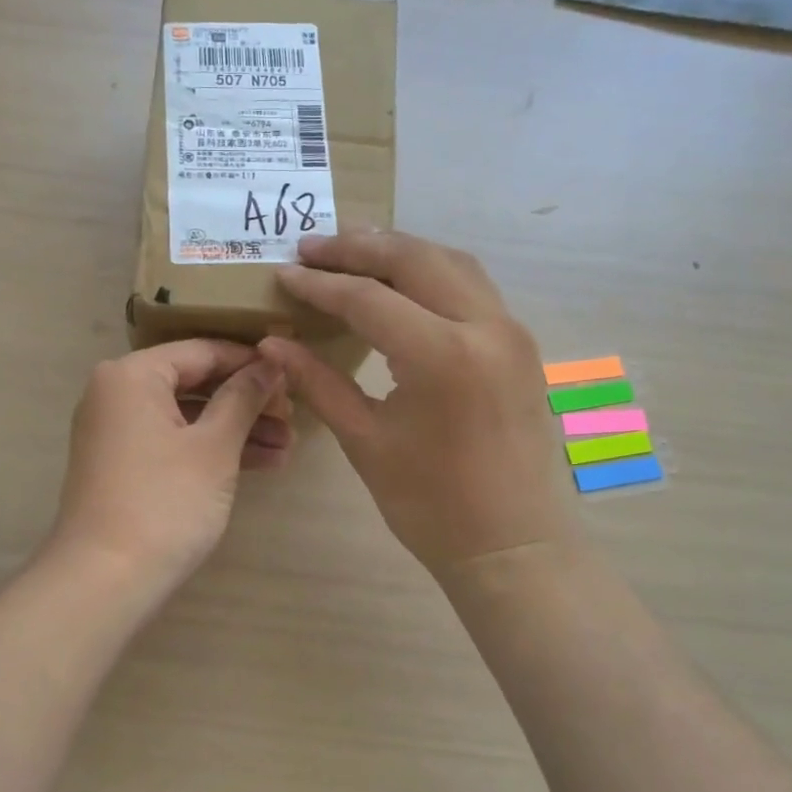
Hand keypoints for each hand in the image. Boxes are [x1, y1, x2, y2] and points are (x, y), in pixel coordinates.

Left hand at [49, 340, 291, 594]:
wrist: (107, 579)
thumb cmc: (165, 501)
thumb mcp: (214, 446)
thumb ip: (243, 397)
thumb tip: (270, 363)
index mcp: (132, 375)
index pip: (201, 351)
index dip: (250, 362)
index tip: (292, 376)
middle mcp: (117, 394)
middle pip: (194, 383)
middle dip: (247, 402)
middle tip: (293, 417)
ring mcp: (117, 432)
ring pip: (187, 417)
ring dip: (236, 431)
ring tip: (287, 447)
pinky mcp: (124, 466)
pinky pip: (174, 443)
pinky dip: (211, 451)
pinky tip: (261, 464)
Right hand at [260, 231, 578, 575]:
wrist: (511, 545)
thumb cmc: (430, 504)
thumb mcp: (365, 441)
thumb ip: (318, 383)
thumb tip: (272, 342)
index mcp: (442, 356)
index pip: (367, 299)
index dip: (319, 284)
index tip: (283, 273)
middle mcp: (485, 327)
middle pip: (414, 260)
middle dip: (358, 248)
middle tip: (311, 246)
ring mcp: (511, 331)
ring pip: (451, 262)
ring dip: (399, 250)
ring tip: (351, 251)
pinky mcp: (520, 344)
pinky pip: (473, 286)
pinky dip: (431, 271)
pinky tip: (401, 281)